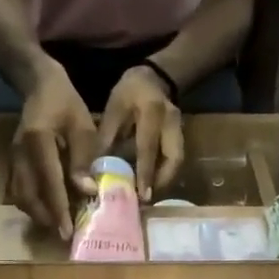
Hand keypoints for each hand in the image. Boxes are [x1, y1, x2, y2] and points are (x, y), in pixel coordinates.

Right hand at [11, 64, 98, 240]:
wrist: (39, 86)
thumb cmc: (66, 104)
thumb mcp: (82, 126)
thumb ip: (83, 158)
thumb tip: (87, 191)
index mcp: (38, 140)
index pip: (48, 180)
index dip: (58, 207)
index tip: (67, 230)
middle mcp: (20, 152)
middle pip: (28, 194)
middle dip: (46, 217)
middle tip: (65, 234)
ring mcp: (13, 158)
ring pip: (21, 196)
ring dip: (38, 213)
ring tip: (58, 224)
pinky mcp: (13, 162)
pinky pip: (20, 190)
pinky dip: (33, 203)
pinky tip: (49, 209)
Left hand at [97, 66, 182, 201]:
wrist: (152, 78)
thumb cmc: (128, 93)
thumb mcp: (113, 110)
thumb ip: (106, 139)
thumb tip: (97, 171)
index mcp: (152, 111)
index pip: (148, 147)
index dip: (145, 172)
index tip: (141, 195)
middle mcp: (171, 122)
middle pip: (174, 159)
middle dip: (161, 182)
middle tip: (146, 200)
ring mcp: (180, 129)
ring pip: (177, 161)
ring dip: (164, 180)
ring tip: (148, 195)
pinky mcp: (181, 136)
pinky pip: (176, 159)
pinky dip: (165, 173)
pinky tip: (152, 183)